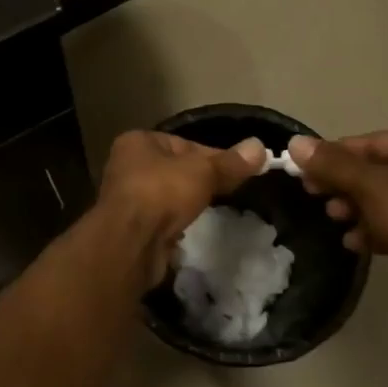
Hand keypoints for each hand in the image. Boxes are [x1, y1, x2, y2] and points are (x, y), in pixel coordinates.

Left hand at [97, 131, 267, 287]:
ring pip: (168, 194)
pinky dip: (176, 222)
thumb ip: (230, 162)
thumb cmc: (162, 193)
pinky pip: (161, 218)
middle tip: (231, 190)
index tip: (238, 170)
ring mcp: (127, 198)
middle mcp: (127, 166)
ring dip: (188, 202)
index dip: (213, 155)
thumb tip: (260, 147)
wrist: (130, 244)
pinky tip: (192, 228)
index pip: (184, 143)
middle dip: (201, 180)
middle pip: (176, 169)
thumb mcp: (203, 172)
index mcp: (138, 142)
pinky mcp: (131, 227)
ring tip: (213, 210)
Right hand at [287, 131, 387, 321]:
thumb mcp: (368, 186)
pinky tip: (353, 241)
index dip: (336, 154)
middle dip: (344, 183)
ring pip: (382, 196)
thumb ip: (331, 163)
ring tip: (334, 217)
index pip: (374, 142)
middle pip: (377, 169)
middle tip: (313, 192)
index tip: (306, 168)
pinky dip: (371, 227)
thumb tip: (295, 143)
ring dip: (353, 206)